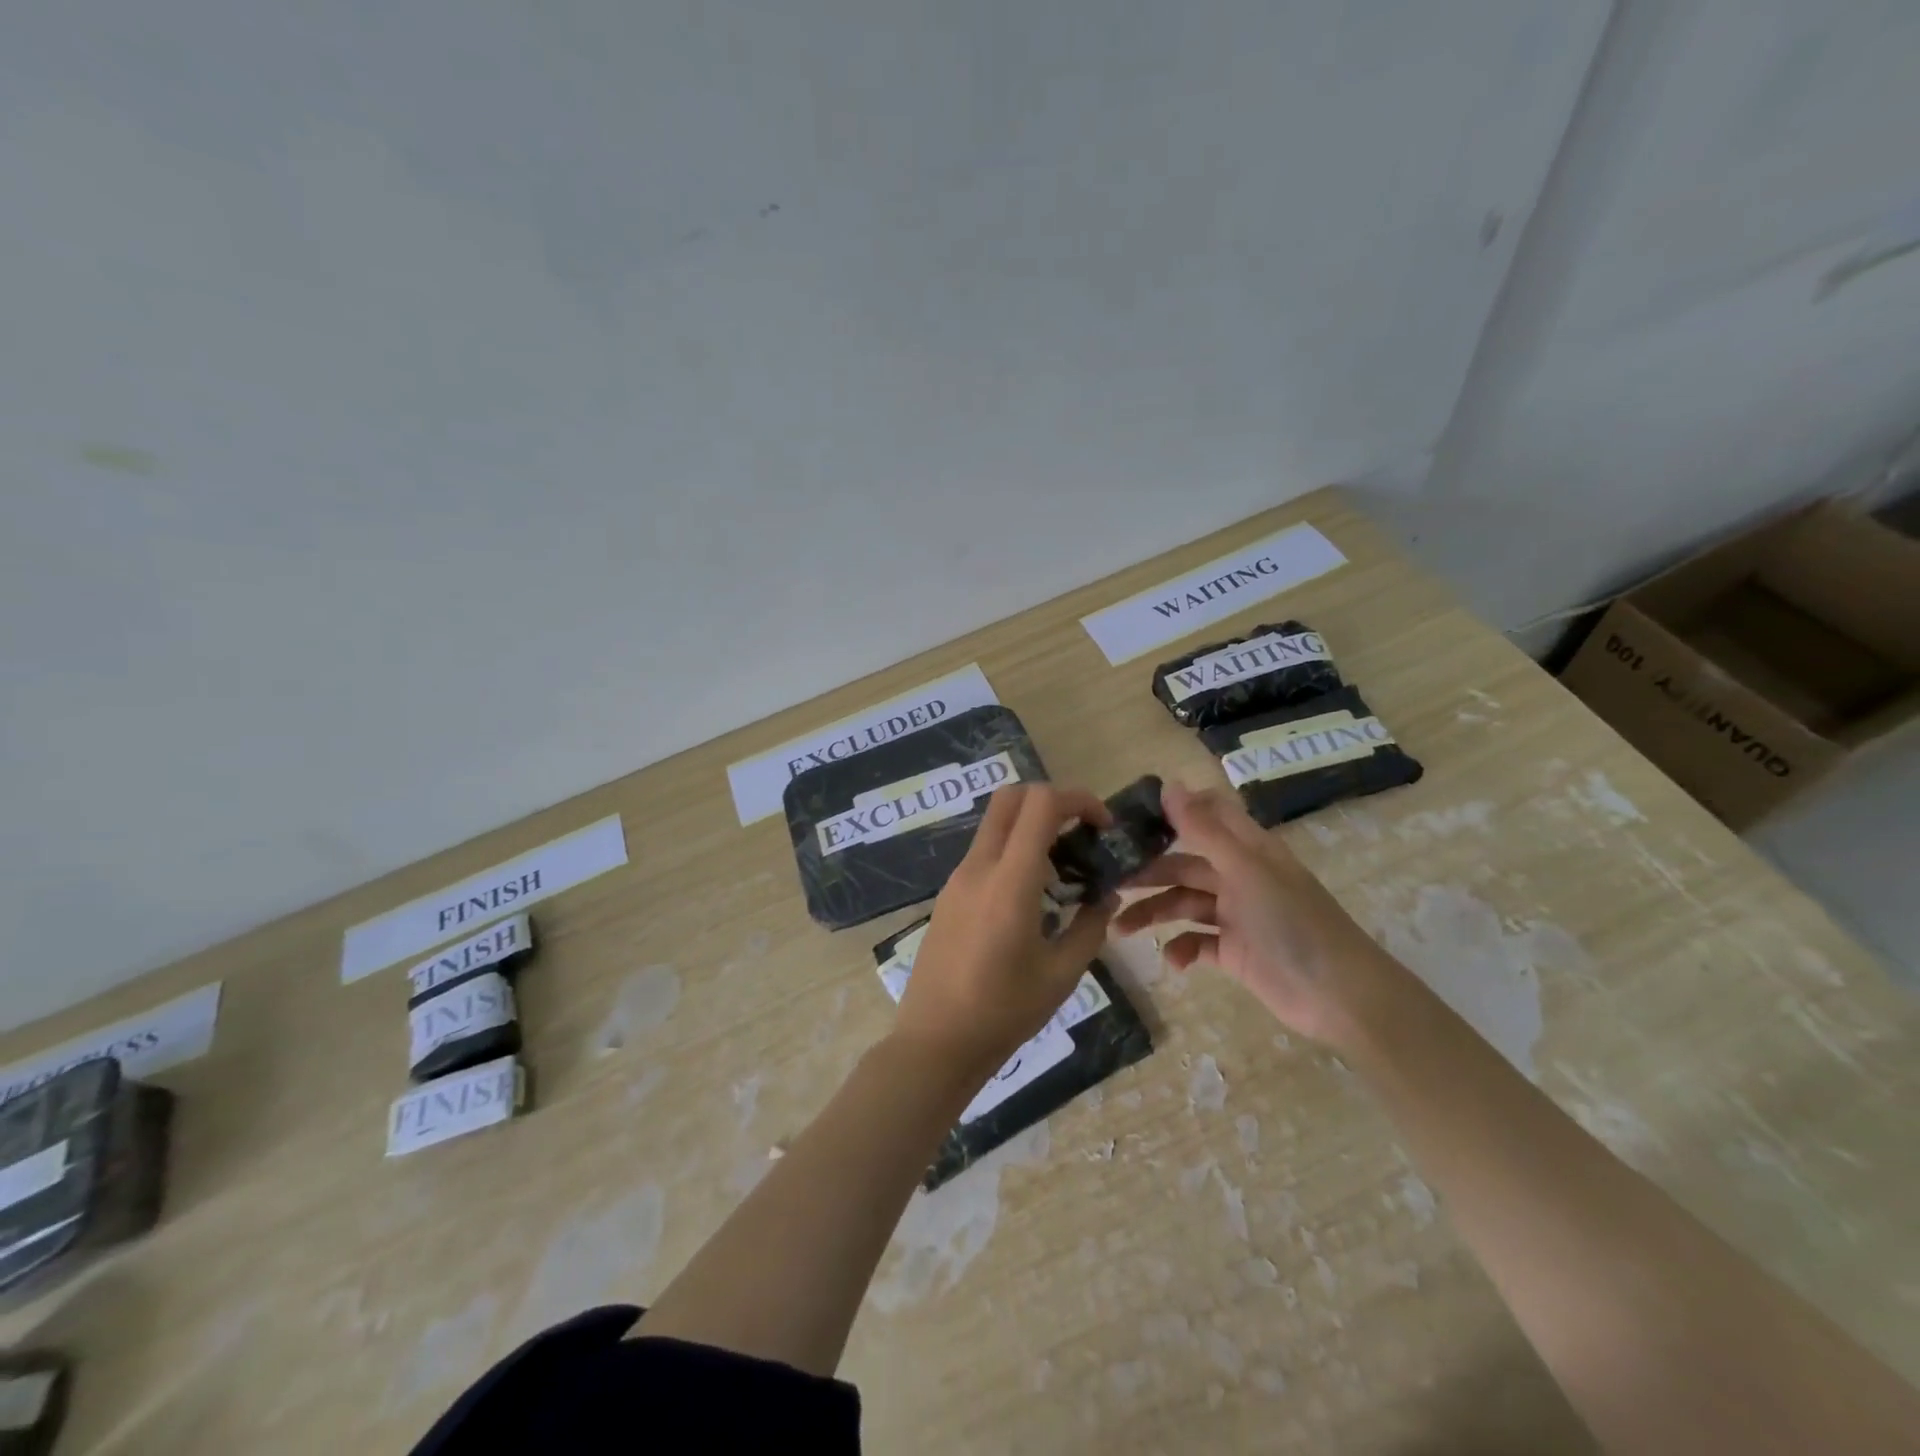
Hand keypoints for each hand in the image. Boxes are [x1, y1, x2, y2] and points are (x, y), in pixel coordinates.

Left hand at [893, 784, 1117, 1086]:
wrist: (935, 1042)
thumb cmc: (1004, 1012)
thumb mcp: (1062, 974)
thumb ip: (1090, 926)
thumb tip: (1105, 896)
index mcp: (1009, 881)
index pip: (1040, 804)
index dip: (1078, 800)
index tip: (1103, 825)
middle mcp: (978, 868)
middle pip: (1010, 798)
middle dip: (1051, 801)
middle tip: (1081, 833)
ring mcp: (957, 879)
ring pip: (995, 825)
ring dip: (1031, 828)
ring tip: (1063, 871)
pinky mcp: (948, 895)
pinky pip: (984, 853)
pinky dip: (1012, 852)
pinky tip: (1032, 896)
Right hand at [1113, 783, 1401, 1047]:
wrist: (1340, 996)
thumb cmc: (1293, 922)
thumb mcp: (1245, 870)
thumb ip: (1204, 829)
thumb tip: (1168, 784)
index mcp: (1245, 849)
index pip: (1205, 815)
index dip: (1170, 812)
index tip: (1127, 820)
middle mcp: (1238, 876)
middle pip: (1183, 865)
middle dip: (1147, 873)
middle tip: (1107, 882)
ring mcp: (1236, 915)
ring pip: (1183, 904)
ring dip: (1153, 914)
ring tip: (1120, 929)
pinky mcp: (1234, 952)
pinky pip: (1197, 944)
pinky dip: (1181, 950)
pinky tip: (1172, 961)